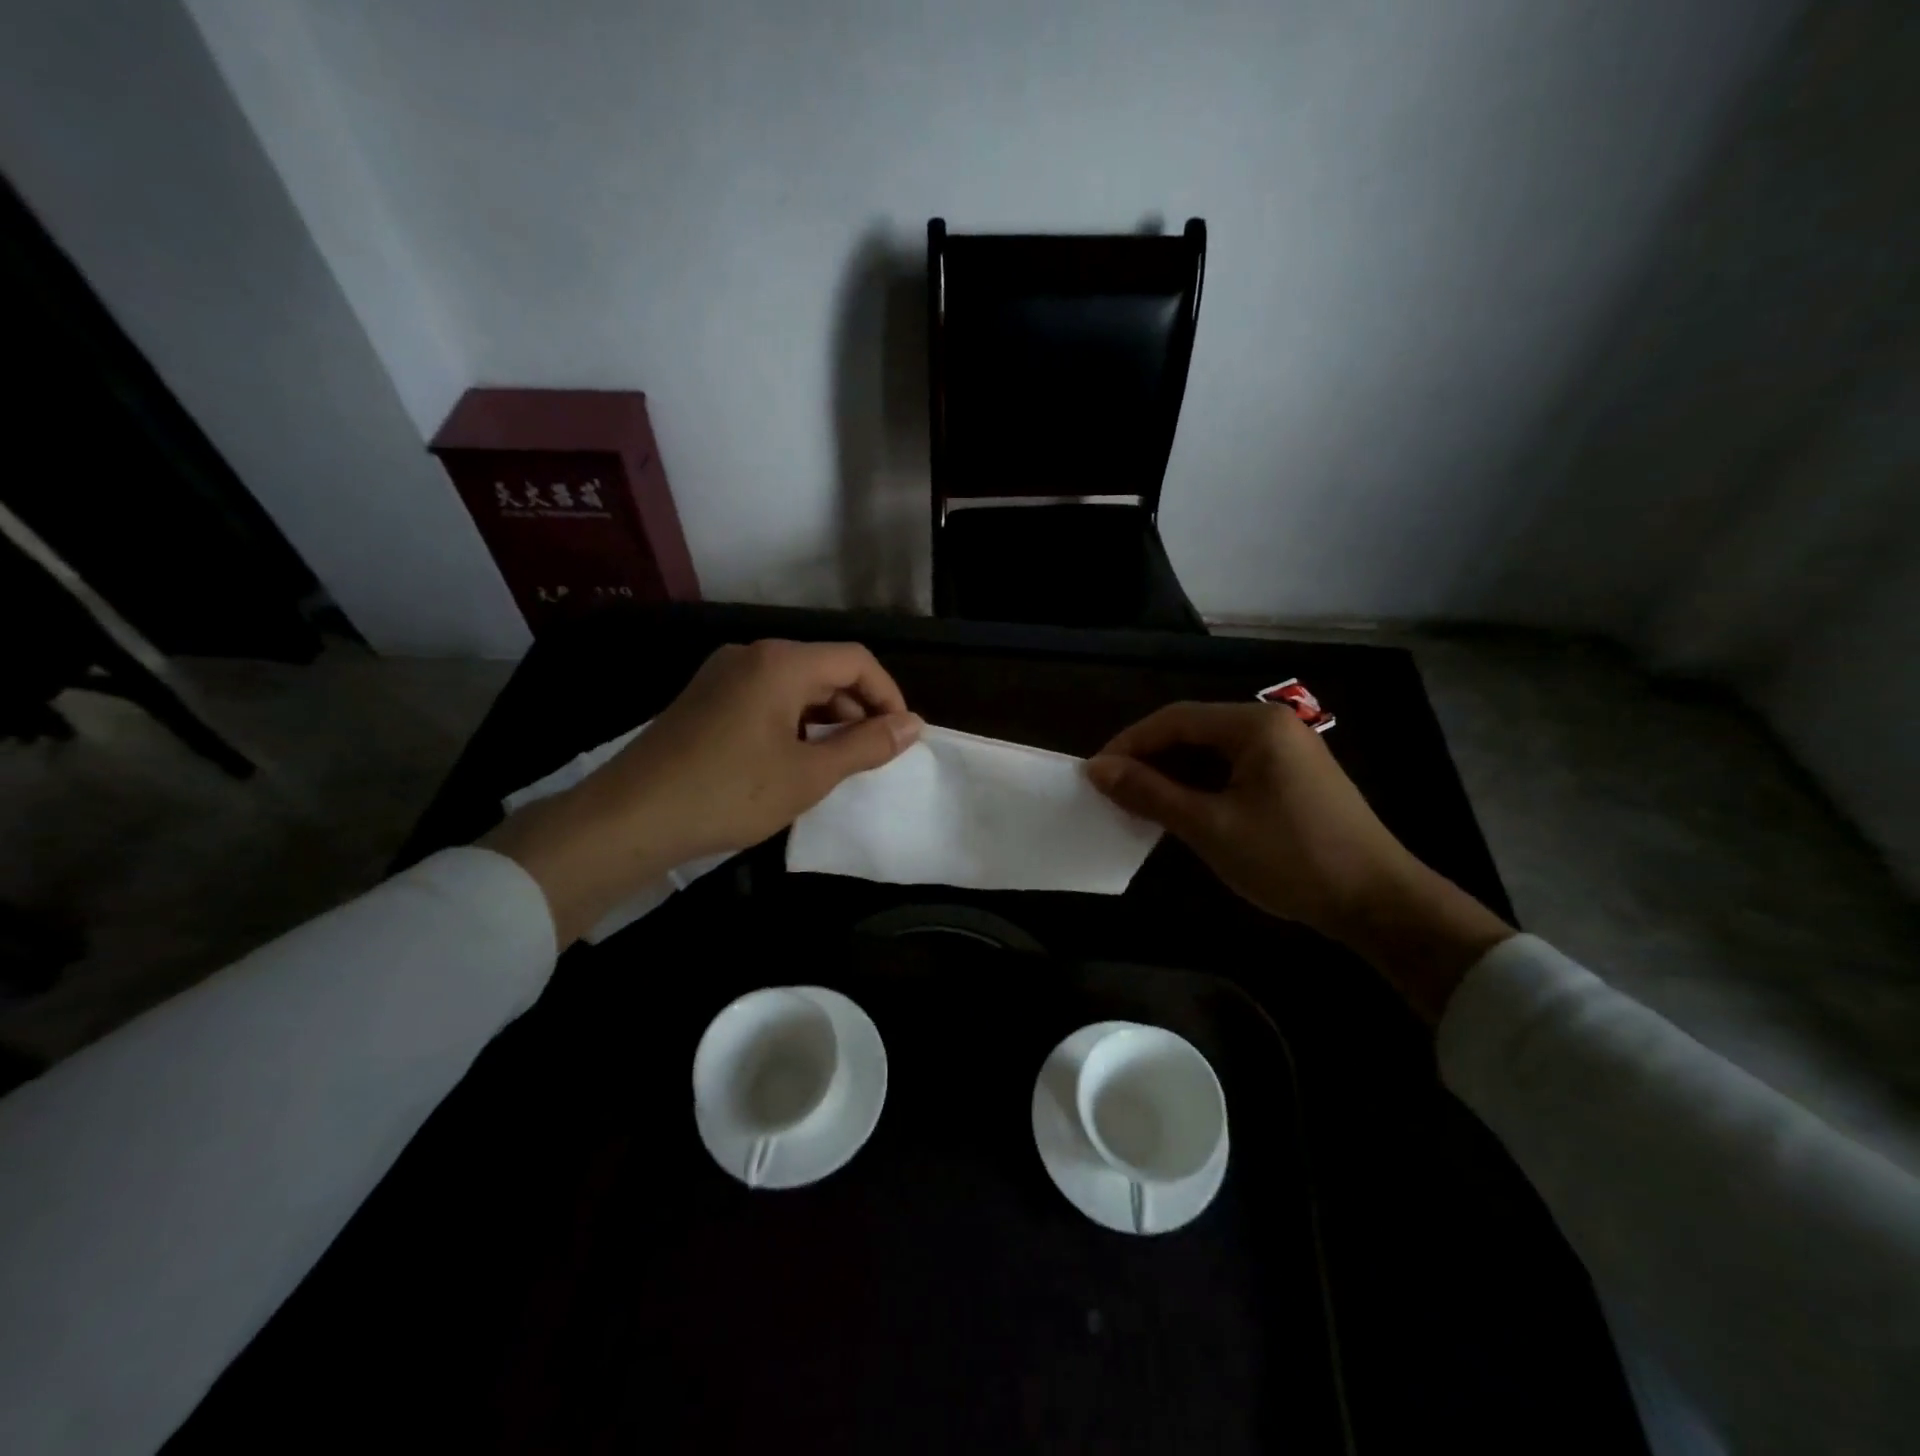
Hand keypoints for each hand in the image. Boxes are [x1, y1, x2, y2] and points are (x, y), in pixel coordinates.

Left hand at [485, 640, 920, 944]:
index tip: (902, 736)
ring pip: (794, 685)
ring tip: (838, 760)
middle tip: (873, 753)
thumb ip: (866, 745)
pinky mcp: (704, 698)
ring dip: (826, 716)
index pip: (855, 660)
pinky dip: (793, 721)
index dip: (888, 695)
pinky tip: (794, 758)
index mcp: (780, 663)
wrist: (629, 818)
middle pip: (824, 668)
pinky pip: (765, 697)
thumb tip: (914, 725)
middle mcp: (751, 655)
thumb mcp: (809, 774)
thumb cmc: (729, 793)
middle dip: (858, 707)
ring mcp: (721, 674)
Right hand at [1087, 702, 1510, 1020]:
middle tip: (1113, 792)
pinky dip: (1201, 785)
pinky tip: (1182, 810)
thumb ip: (1150, 793)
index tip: (1094, 775)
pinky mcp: (1293, 776)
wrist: (1378, 902)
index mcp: (1254, 724)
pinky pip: (1232, 769)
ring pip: (1211, 751)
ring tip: (1139, 804)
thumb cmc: (1290, 859)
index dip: (1129, 744)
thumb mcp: (1210, 827)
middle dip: (1149, 759)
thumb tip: (1097, 769)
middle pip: (1193, 730)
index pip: (1174, 719)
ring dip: (1173, 774)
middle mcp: (1271, 724)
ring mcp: (1287, 750)